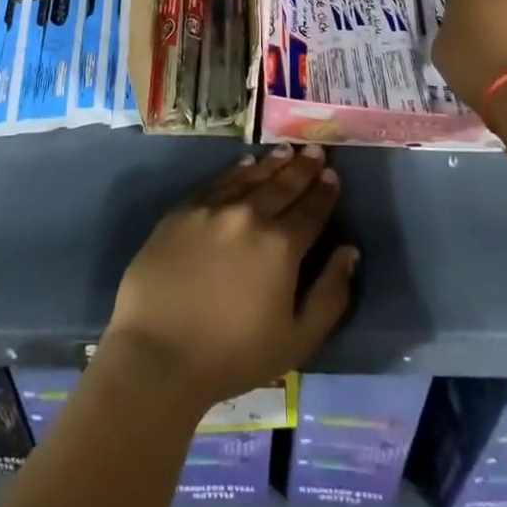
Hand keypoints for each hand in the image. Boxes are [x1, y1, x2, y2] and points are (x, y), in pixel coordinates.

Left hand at [103, 145, 357, 410]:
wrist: (158, 352)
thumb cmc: (233, 355)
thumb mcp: (298, 340)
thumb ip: (330, 294)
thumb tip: (348, 252)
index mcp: (281, 246)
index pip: (311, 211)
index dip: (325, 192)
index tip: (333, 174)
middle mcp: (249, 215)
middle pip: (283, 186)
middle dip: (303, 168)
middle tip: (315, 150)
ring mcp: (213, 209)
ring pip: (251, 177)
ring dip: (272, 163)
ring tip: (287, 150)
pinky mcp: (183, 211)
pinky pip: (217, 182)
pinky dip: (236, 171)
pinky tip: (246, 164)